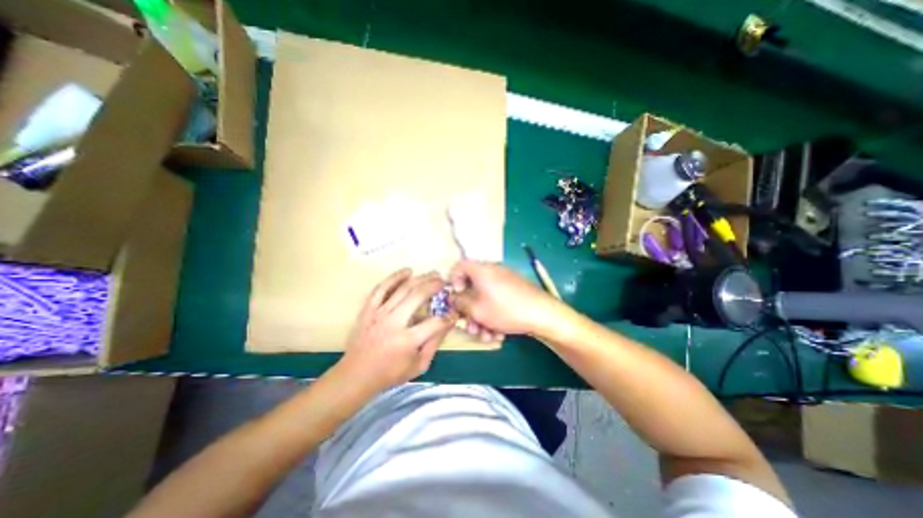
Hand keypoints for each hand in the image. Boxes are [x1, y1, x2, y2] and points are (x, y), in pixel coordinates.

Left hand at [339, 270, 453, 390]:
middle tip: (444, 281)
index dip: (448, 316)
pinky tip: (407, 271)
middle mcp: (393, 323)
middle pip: (418, 296)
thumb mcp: (419, 365)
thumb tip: (448, 323)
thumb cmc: (390, 373)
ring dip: (420, 278)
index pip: (435, 323)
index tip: (454, 312)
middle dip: (435, 285)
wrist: (356, 375)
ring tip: (432, 273)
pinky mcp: (368, 309)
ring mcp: (379, 313)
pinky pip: (381, 288)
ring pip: (402, 289)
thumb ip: (435, 343)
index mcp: (407, 341)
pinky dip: (394, 277)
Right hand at [450, 258, 562, 338]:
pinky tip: (497, 334)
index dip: (453, 281)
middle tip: (470, 326)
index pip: (460, 266)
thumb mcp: (476, 309)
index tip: (455, 297)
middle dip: (469, 310)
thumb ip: (459, 302)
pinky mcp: (514, 292)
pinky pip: (497, 301)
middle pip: (472, 288)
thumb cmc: (505, 310)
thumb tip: (453, 298)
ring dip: (481, 318)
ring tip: (485, 336)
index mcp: (481, 270)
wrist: (542, 314)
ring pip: (485, 298)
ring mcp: (505, 282)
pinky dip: (494, 316)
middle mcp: (492, 272)